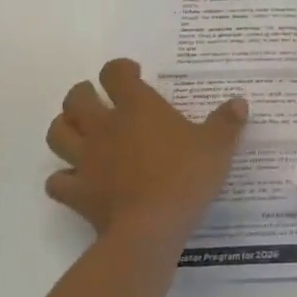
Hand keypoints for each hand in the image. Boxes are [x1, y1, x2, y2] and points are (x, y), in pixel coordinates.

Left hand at [45, 58, 246, 247]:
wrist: (151, 228)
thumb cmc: (185, 176)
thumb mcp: (217, 146)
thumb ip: (227, 122)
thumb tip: (239, 102)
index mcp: (137, 107)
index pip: (115, 73)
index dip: (121, 69)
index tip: (133, 74)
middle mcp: (105, 127)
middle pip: (76, 98)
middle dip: (83, 93)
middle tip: (99, 98)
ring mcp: (86, 160)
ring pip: (58, 133)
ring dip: (65, 127)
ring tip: (80, 130)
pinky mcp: (77, 192)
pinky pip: (57, 181)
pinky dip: (62, 178)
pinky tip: (76, 179)